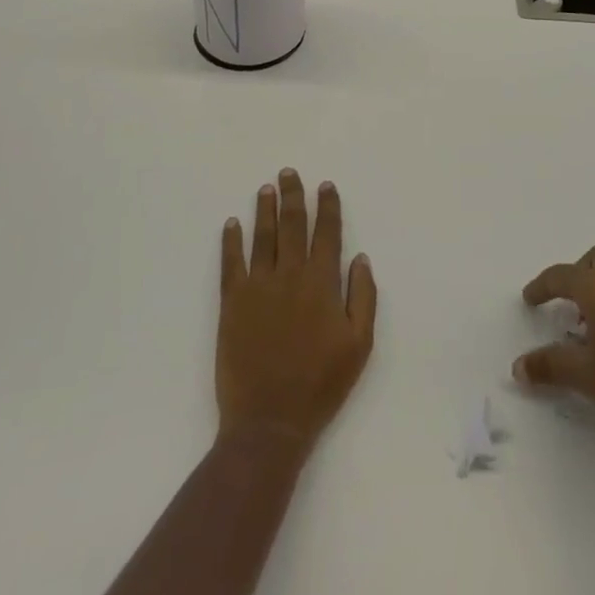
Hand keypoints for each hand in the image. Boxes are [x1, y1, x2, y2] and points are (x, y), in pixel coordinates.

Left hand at [217, 170, 376, 455]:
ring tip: (266, 188)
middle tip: (289, 173)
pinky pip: (231, 263)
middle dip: (293, 196)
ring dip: (264, 209)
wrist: (270, 421)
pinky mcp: (232, 303)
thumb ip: (363, 297)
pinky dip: (231, 241)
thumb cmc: (321, 385)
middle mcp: (290, 275)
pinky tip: (232, 224)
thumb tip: (360, 258)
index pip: (326, 233)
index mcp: (322, 283)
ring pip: (262, 237)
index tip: (325, 186)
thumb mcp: (359, 345)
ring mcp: (258, 286)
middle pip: (292, 225)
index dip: (327, 207)